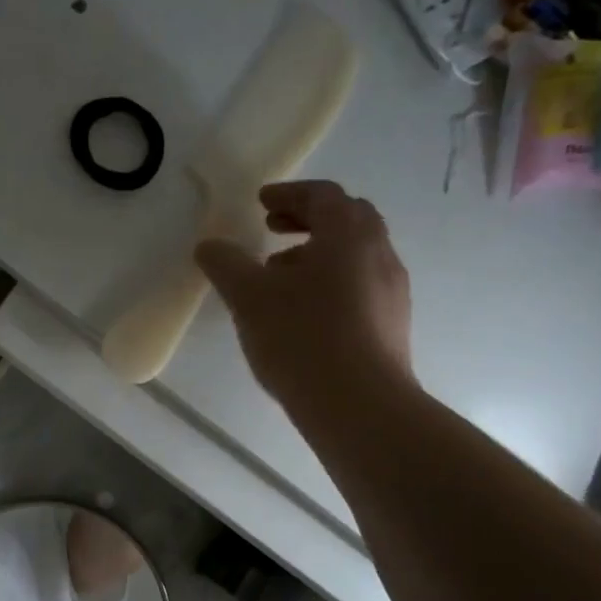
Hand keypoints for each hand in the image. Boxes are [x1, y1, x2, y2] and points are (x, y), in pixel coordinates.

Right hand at [195, 181, 414, 423]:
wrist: (360, 406)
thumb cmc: (302, 338)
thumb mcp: (249, 297)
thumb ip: (226, 264)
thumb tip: (209, 246)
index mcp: (349, 235)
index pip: (323, 195)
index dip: (289, 193)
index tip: (262, 202)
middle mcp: (379, 254)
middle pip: (347, 219)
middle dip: (308, 218)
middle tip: (273, 228)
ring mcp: (392, 291)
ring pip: (355, 255)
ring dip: (318, 253)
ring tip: (280, 276)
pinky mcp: (392, 325)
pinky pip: (360, 286)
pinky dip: (331, 282)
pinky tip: (302, 314)